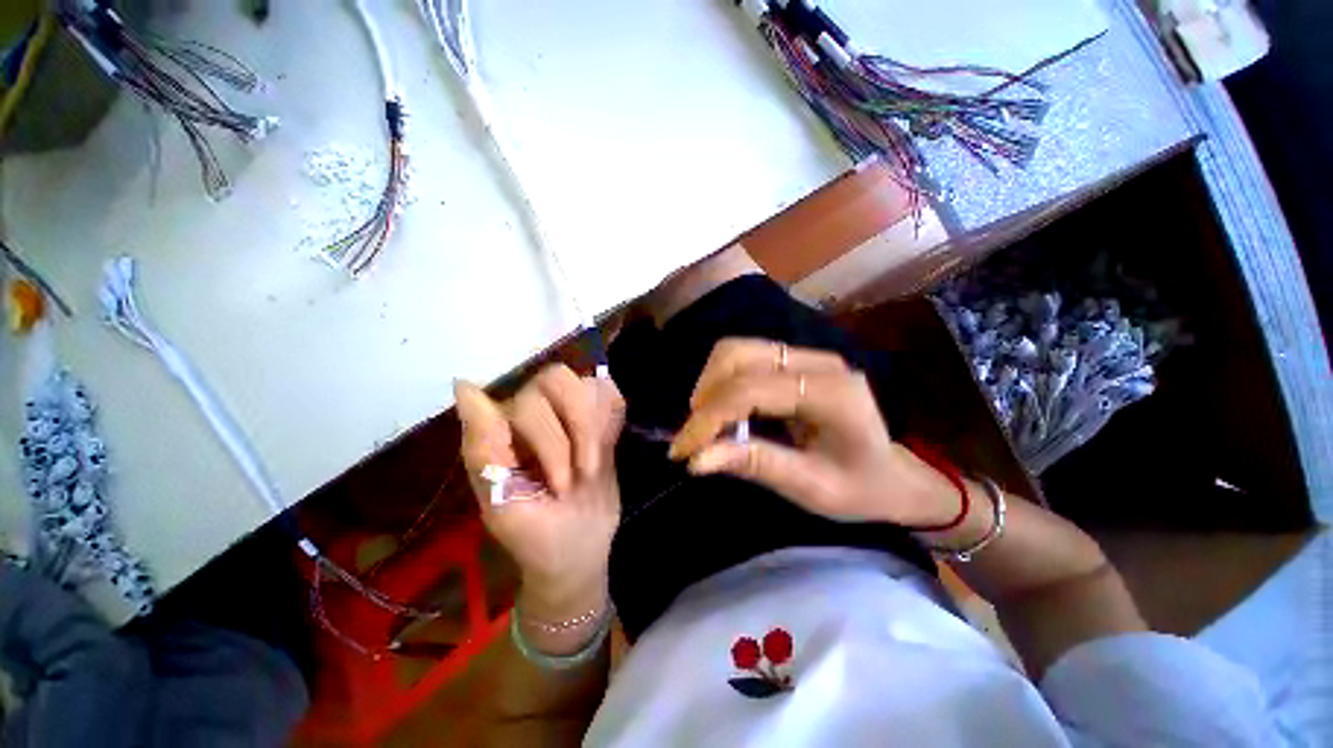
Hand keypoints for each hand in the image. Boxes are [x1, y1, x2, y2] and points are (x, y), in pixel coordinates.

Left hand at [455, 366, 624, 619]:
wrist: (579, 550)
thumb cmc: (535, 537)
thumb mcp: (503, 504)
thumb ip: (483, 447)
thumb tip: (462, 385)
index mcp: (502, 430)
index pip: (529, 400)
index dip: (551, 438)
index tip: (562, 485)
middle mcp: (534, 411)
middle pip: (560, 380)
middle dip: (579, 431)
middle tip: (582, 475)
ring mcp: (568, 413)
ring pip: (588, 385)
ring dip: (597, 428)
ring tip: (593, 466)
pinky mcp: (598, 420)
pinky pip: (609, 395)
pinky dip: (613, 415)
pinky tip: (608, 442)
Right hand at [668, 338, 960, 527]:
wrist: (892, 474)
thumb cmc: (859, 489)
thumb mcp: (810, 488)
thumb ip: (755, 465)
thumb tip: (697, 460)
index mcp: (831, 393)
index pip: (751, 390)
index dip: (709, 418)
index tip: (682, 450)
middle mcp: (818, 361)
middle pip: (738, 355)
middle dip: (705, 395)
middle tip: (695, 436)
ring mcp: (806, 354)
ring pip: (736, 349)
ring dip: (709, 384)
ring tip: (707, 422)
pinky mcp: (795, 358)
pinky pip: (743, 355)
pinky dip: (721, 380)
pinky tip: (724, 409)